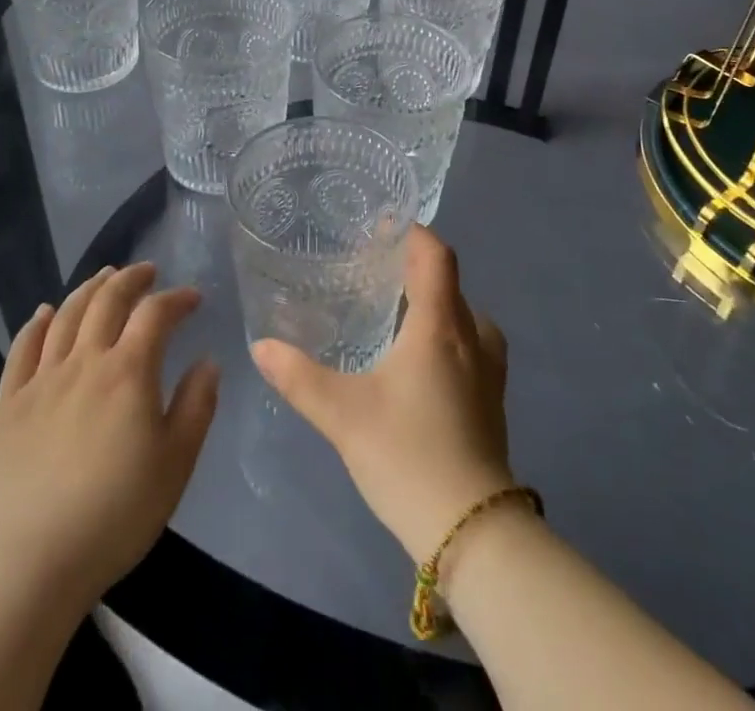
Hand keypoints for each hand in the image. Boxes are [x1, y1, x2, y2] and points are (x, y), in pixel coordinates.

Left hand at [0, 263, 219, 605]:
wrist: (34, 565)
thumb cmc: (117, 513)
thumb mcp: (177, 462)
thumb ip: (197, 405)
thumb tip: (207, 361)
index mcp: (129, 371)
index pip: (156, 313)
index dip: (177, 298)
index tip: (193, 299)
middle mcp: (85, 362)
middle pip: (107, 300)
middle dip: (131, 278)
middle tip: (147, 272)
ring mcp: (42, 381)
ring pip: (66, 316)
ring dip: (89, 289)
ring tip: (104, 277)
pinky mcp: (10, 406)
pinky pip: (21, 351)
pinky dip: (36, 324)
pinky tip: (45, 313)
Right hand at [251, 226, 514, 560]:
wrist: (472, 531)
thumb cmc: (408, 455)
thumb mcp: (343, 415)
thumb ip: (299, 377)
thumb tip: (262, 346)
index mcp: (441, 325)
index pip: (437, 255)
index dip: (414, 232)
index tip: (384, 224)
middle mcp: (472, 336)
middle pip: (449, 282)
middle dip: (416, 267)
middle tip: (376, 269)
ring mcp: (489, 370)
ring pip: (463, 315)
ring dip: (435, 303)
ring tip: (397, 311)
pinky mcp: (492, 399)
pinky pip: (471, 343)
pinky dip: (447, 332)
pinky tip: (419, 360)